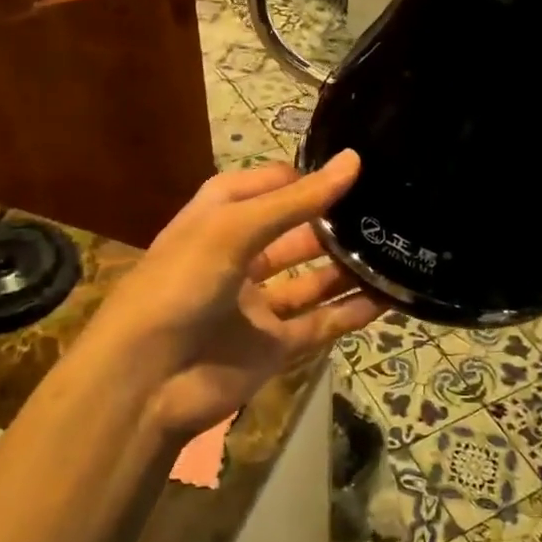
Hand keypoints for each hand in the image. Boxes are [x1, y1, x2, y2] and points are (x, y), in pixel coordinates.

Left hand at [82, 151, 388, 442]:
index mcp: (219, 218)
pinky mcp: (273, 346)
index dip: (308, 178)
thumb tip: (353, 160)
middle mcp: (240, 256)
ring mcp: (257, 304)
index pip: (271, 185)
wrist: (146, 380)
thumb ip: (296, 201)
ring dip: (349, 268)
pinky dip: (351, 314)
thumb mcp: (233, 229)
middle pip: (296, 233)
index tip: (357, 171)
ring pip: (312, 281)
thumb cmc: (181, 284)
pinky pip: (320, 325)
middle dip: (335, 223)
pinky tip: (388, 299)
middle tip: (387, 211)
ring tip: (396, 250)